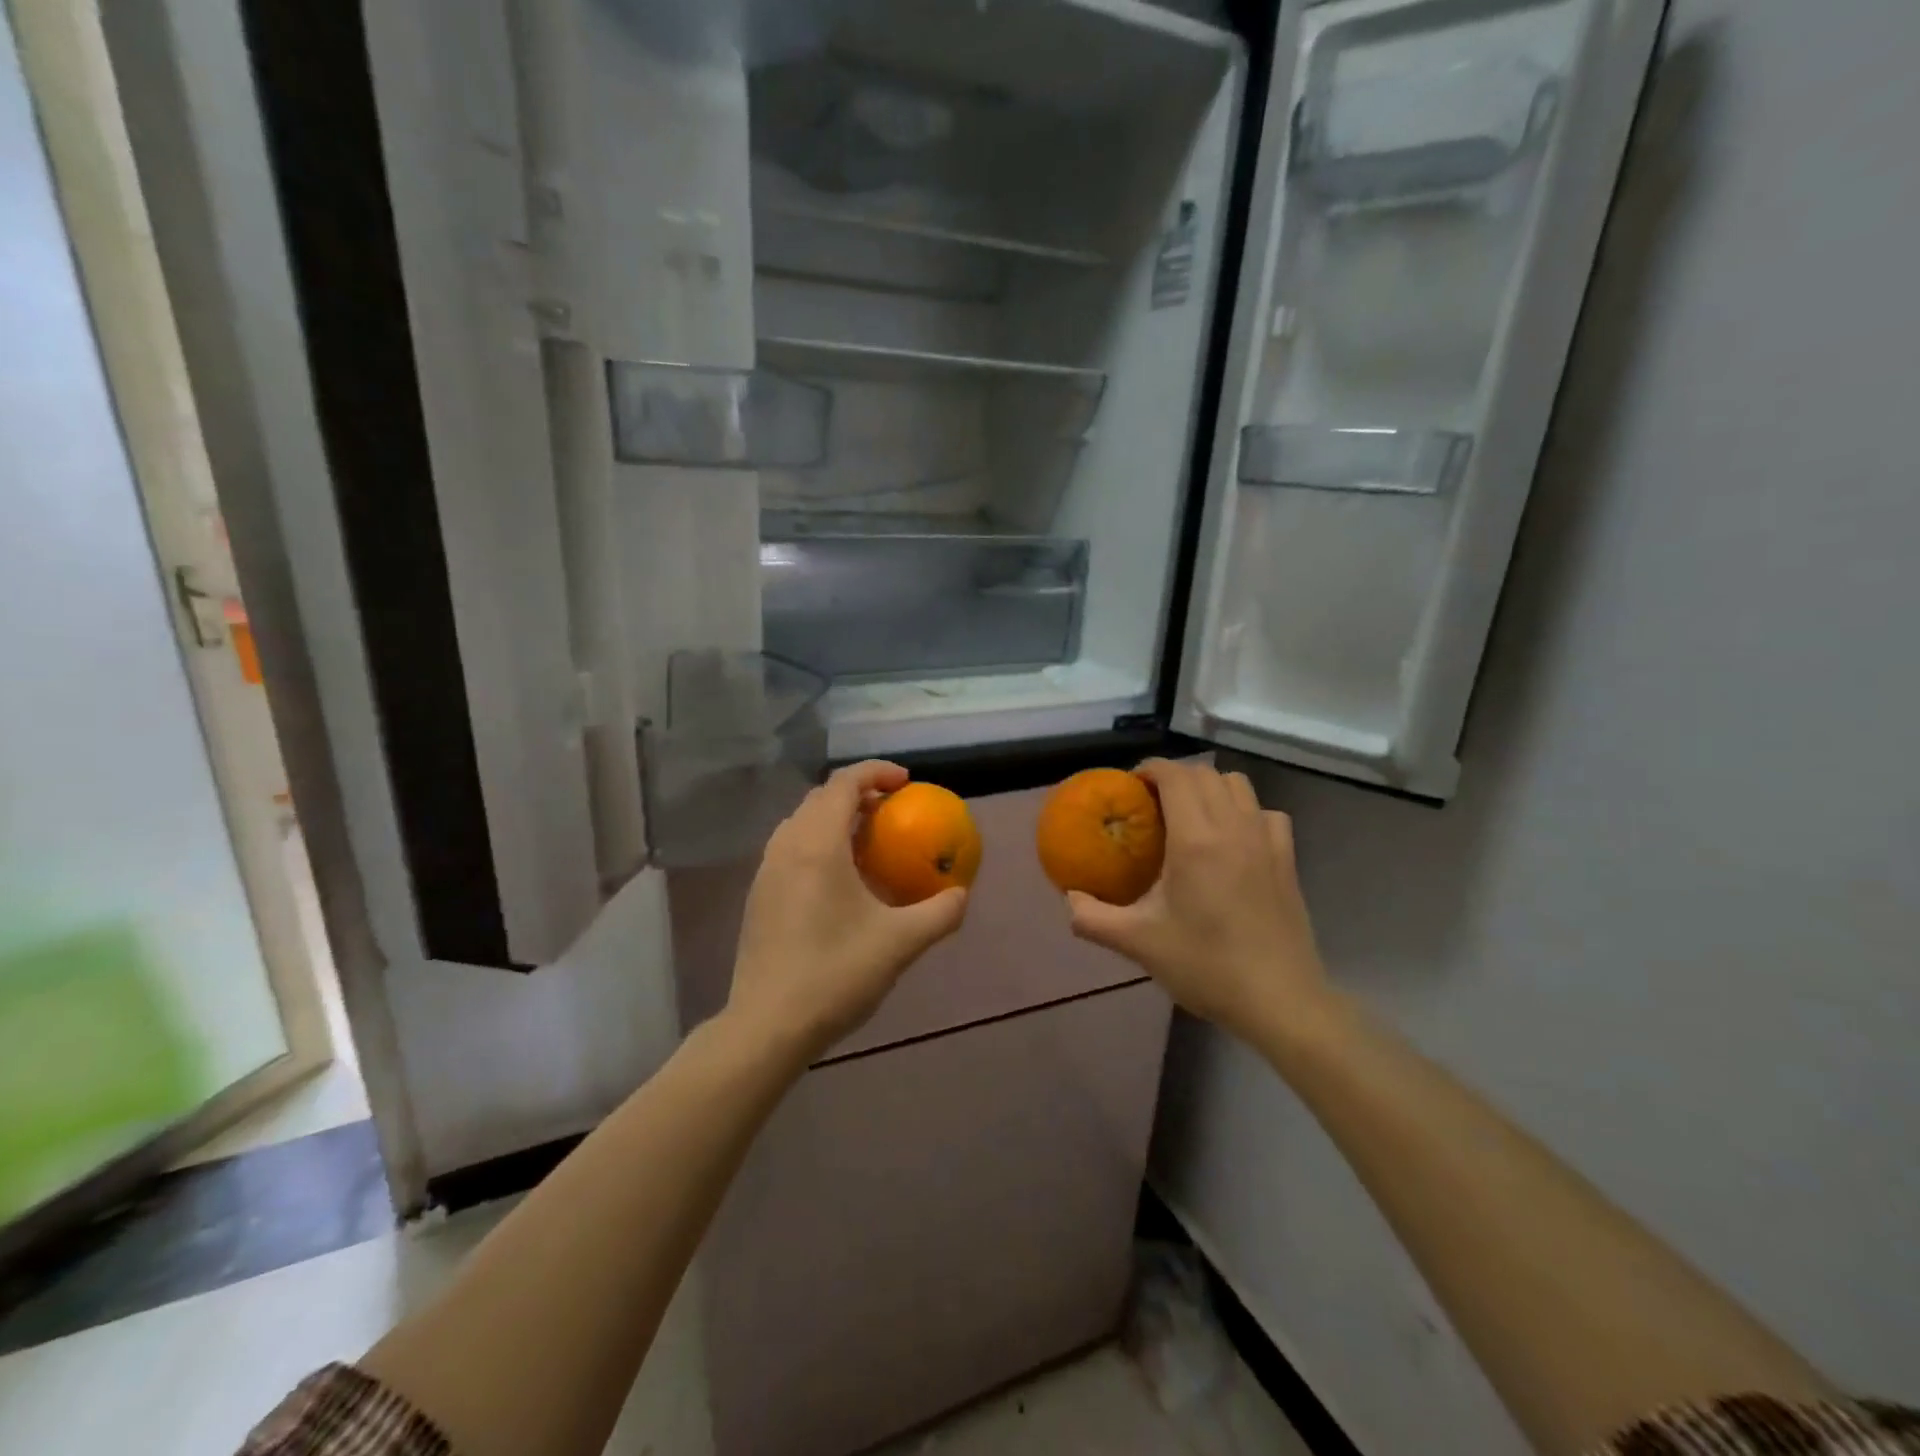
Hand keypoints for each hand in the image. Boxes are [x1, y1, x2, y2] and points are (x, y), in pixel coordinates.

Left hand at [728, 761, 968, 1064]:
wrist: (767, 1027)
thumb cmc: (835, 975)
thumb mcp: (901, 943)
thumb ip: (939, 913)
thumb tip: (960, 893)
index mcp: (817, 845)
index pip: (843, 783)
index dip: (876, 772)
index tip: (907, 783)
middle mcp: (786, 848)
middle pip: (820, 798)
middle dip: (858, 793)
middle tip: (892, 811)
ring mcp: (766, 872)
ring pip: (801, 823)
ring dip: (835, 818)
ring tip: (868, 841)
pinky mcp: (759, 897)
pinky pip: (791, 849)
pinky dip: (818, 844)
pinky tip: (841, 881)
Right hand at [1065, 759, 1330, 1041]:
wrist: (1279, 1001)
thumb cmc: (1206, 966)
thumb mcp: (1138, 943)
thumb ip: (1093, 917)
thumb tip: (1069, 898)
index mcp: (1196, 840)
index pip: (1174, 776)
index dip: (1150, 769)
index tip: (1130, 786)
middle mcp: (1234, 827)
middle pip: (1205, 774)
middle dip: (1174, 776)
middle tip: (1151, 803)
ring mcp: (1266, 841)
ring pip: (1238, 785)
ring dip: (1210, 788)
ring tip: (1190, 816)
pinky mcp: (1288, 859)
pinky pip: (1266, 813)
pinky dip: (1245, 811)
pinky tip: (1233, 839)